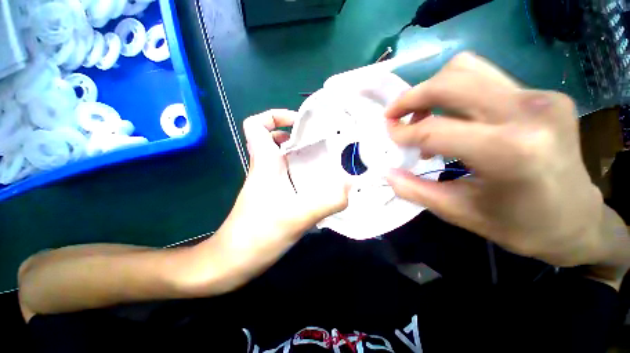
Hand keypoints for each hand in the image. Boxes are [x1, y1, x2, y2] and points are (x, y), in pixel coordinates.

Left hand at [195, 110, 348, 292]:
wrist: (233, 261)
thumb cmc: (258, 234)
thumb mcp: (298, 216)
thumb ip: (328, 200)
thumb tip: (352, 187)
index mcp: (265, 162)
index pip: (256, 124)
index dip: (275, 116)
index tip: (299, 124)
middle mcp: (264, 167)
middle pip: (274, 139)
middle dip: (297, 135)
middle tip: (320, 142)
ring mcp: (267, 182)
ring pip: (282, 157)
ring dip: (301, 154)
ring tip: (324, 161)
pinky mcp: (272, 195)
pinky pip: (287, 174)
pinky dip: (301, 172)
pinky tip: (317, 184)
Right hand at [385, 52, 604, 266]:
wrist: (576, 220)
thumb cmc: (519, 225)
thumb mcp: (459, 212)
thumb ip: (416, 190)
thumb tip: (388, 172)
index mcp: (509, 152)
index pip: (435, 130)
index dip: (403, 132)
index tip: (389, 135)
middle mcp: (528, 112)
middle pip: (450, 82)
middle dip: (410, 97)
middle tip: (394, 115)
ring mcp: (540, 97)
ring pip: (467, 69)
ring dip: (432, 89)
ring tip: (421, 114)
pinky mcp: (543, 94)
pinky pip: (484, 79)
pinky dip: (454, 93)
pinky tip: (452, 117)